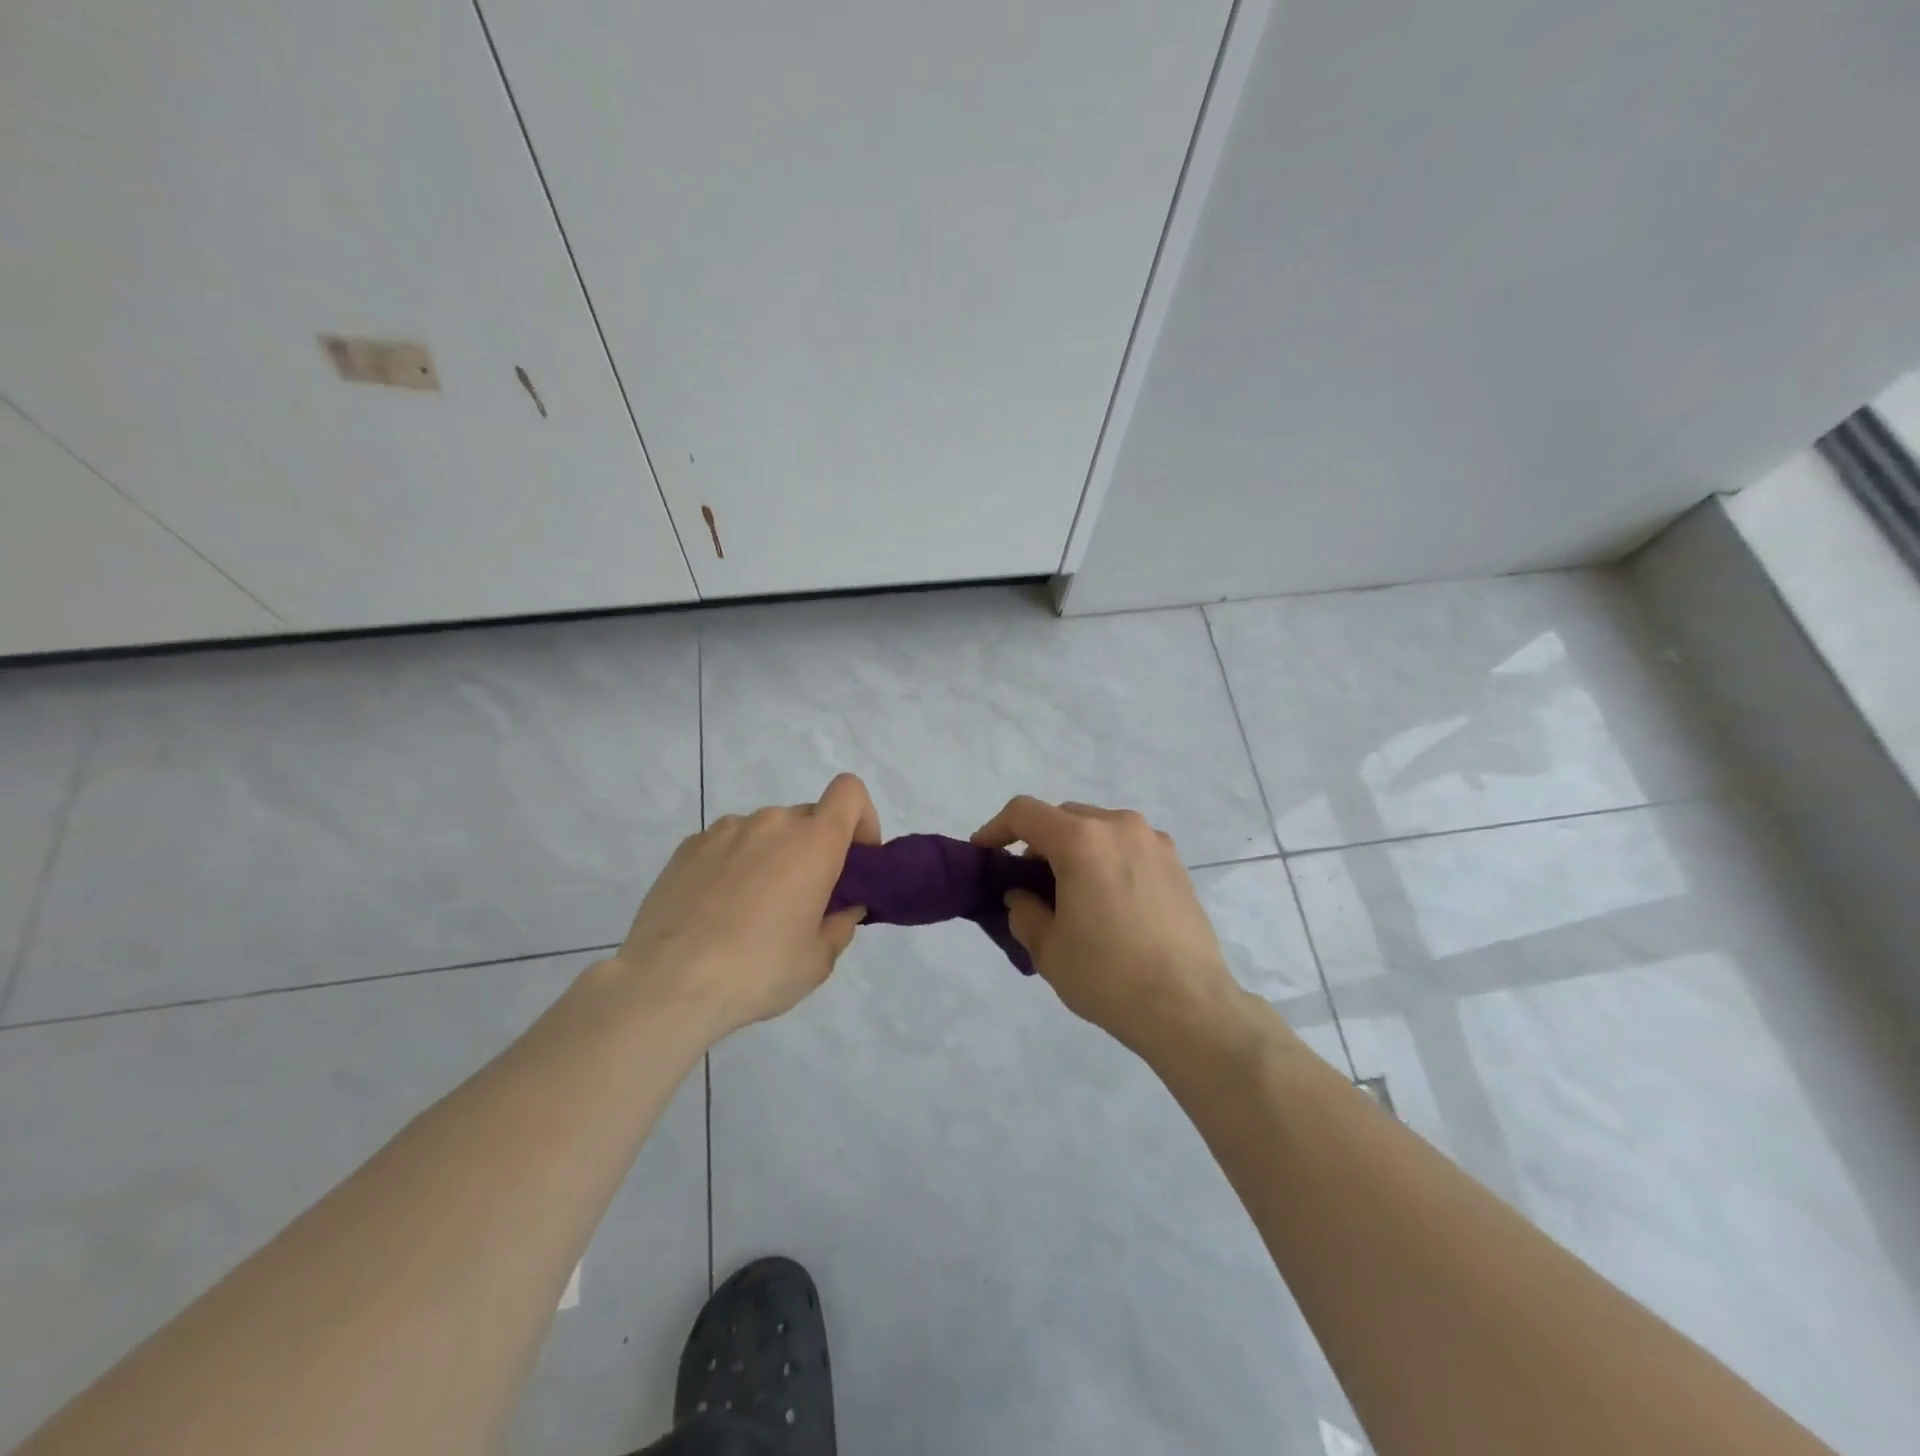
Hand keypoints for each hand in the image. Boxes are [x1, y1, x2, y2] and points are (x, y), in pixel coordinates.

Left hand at [613, 774, 880, 1039]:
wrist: (668, 984)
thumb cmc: (758, 970)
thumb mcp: (818, 960)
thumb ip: (841, 923)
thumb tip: (842, 906)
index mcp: (813, 842)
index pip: (849, 792)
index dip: (861, 818)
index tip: (854, 860)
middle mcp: (771, 823)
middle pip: (808, 818)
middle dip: (815, 849)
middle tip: (803, 900)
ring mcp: (725, 830)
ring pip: (766, 832)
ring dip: (772, 857)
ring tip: (751, 910)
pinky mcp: (688, 846)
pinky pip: (728, 845)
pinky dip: (734, 865)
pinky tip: (717, 910)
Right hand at [972, 797, 1244, 1059]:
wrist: (1188, 1007)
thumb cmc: (1108, 976)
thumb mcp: (1048, 949)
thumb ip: (1024, 911)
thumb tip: (1022, 895)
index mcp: (1082, 840)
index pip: (1025, 813)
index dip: (996, 828)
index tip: (984, 853)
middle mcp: (1119, 827)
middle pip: (1064, 817)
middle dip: (1038, 841)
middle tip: (1027, 881)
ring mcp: (1154, 842)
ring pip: (1098, 829)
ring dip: (1075, 848)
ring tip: (1070, 893)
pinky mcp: (1176, 864)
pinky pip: (1128, 846)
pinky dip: (1106, 859)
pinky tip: (1108, 901)